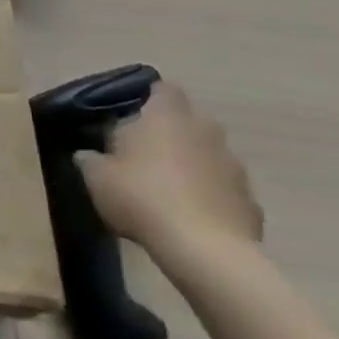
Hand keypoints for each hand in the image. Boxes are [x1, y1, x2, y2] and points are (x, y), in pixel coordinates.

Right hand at [77, 81, 262, 259]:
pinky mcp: (250, 201)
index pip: (163, 89)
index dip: (149, 97)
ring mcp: (234, 166)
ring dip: (192, 164)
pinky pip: (224, 189)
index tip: (131, 114)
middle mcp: (205, 132)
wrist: (204, 250)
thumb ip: (91, 160)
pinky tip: (190, 216)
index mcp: (167, 117)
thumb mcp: (96, 177)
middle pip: (189, 120)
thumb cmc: (141, 197)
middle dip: (171, 131)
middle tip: (143, 152)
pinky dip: (210, 196)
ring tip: (166, 188)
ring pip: (209, 154)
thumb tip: (88, 155)